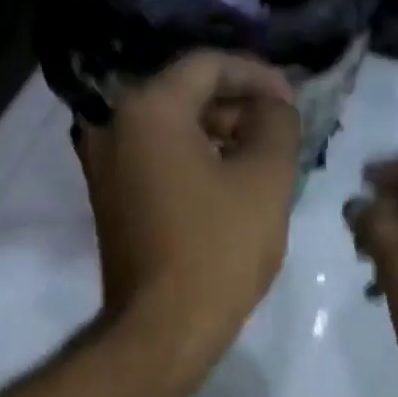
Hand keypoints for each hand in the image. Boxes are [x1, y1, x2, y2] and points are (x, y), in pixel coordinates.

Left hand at [77, 51, 300, 392]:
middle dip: (238, 107)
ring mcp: (105, 167)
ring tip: (263, 159)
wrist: (163, 330)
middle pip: (186, 96)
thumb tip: (272, 104)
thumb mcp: (266, 178)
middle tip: (280, 132)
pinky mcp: (111, 201)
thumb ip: (277, 122)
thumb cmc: (218, 250)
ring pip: (172, 131)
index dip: (258, 75)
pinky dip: (194, 163)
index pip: (208, 65)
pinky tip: (230, 185)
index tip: (292, 100)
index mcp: (147, 109)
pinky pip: (158, 163)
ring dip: (219, 137)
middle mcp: (113, 127)